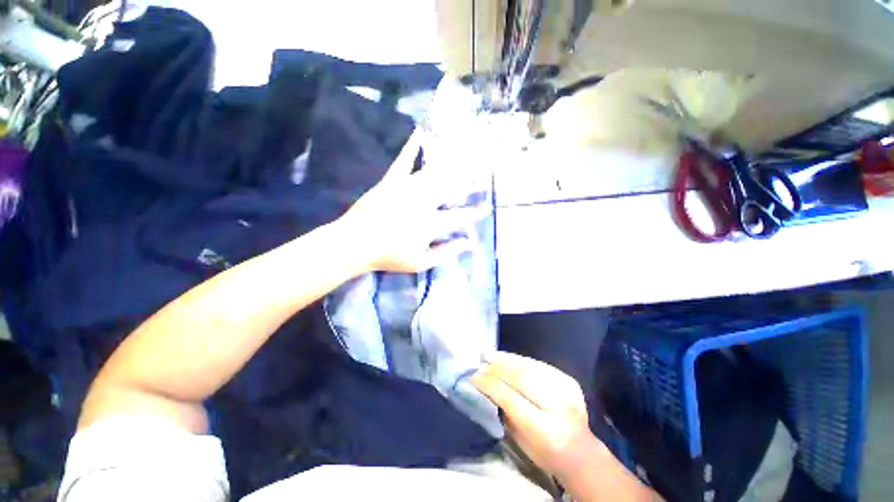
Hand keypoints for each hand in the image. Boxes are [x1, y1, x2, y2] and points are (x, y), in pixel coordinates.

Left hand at [337, 130, 488, 273]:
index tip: (487, 207)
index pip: (459, 216)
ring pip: (435, 173)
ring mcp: (407, 189)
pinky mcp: (391, 181)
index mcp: (430, 223)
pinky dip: (412, 146)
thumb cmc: (389, 257)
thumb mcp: (421, 263)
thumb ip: (446, 252)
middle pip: (452, 190)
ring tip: (467, 156)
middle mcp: (423, 202)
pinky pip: (404, 161)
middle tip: (484, 176)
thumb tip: (469, 244)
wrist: (355, 244)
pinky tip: (420, 131)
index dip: (475, 212)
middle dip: (471, 183)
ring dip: (453, 165)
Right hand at [472, 352, 602, 478]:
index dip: (489, 384)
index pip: (510, 398)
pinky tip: (507, 358)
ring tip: (490, 356)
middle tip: (480, 363)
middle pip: (521, 378)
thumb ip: (503, 410)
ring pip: (529, 367)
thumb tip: (484, 384)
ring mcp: (566, 390)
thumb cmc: (544, 452)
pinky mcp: (568, 379)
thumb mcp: (520, 439)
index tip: (473, 375)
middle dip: (497, 368)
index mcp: (546, 430)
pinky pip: (537, 364)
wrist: (581, 452)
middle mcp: (559, 407)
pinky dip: (519, 360)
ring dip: (506, 360)